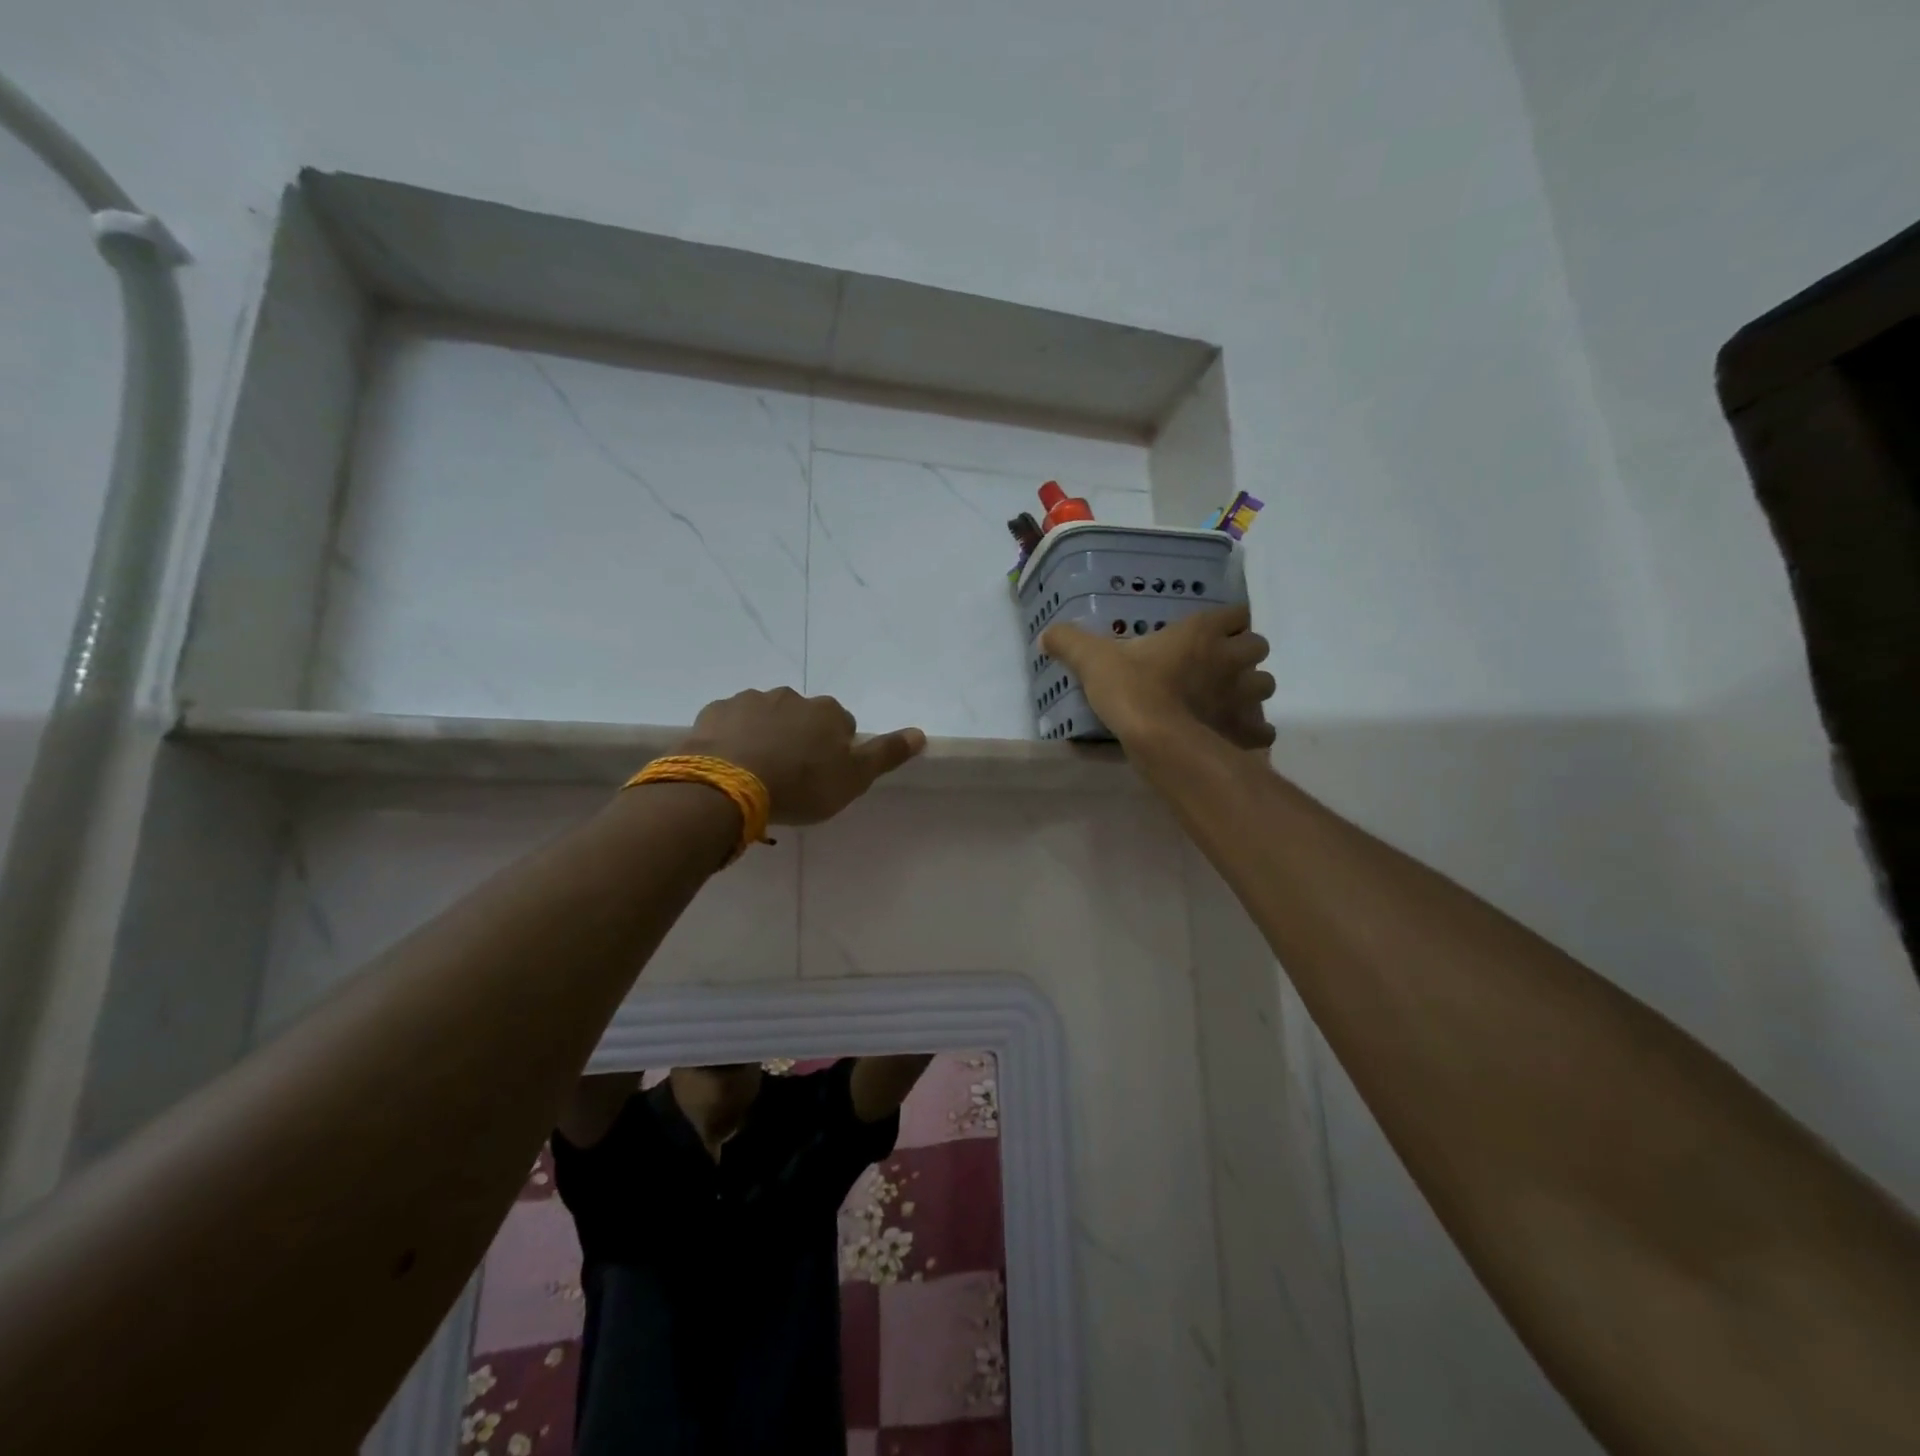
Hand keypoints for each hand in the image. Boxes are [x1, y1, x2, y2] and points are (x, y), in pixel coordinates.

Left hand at [679, 688, 925, 823]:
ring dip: (763, 736)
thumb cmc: (800, 785)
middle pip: (802, 717)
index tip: (823, 775)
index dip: (835, 750)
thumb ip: (886, 754)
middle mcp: (791, 697)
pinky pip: (728, 724)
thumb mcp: (853, 779)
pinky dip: (730, 738)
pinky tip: (727, 764)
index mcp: (828, 712)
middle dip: (798, 738)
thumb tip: (920, 733)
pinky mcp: (714, 712)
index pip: (841, 725)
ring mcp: (749, 701)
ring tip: (755, 772)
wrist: (728, 786)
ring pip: (764, 717)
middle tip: (789, 775)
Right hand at [1042, 605, 1275, 749]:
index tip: (1211, 632)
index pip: (1237, 612)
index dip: (1227, 621)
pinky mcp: (1246, 731)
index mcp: (1202, 632)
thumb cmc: (1132, 690)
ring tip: (1227, 700)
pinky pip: (1263, 728)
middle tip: (1218, 666)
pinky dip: (1253, 731)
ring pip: (1265, 685)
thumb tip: (1047, 633)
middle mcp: (1231, 659)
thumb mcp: (1093, 660)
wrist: (1158, 740)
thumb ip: (1071, 643)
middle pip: (1258, 646)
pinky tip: (1234, 735)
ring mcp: (1244, 696)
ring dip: (1251, 689)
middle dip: (1243, 654)